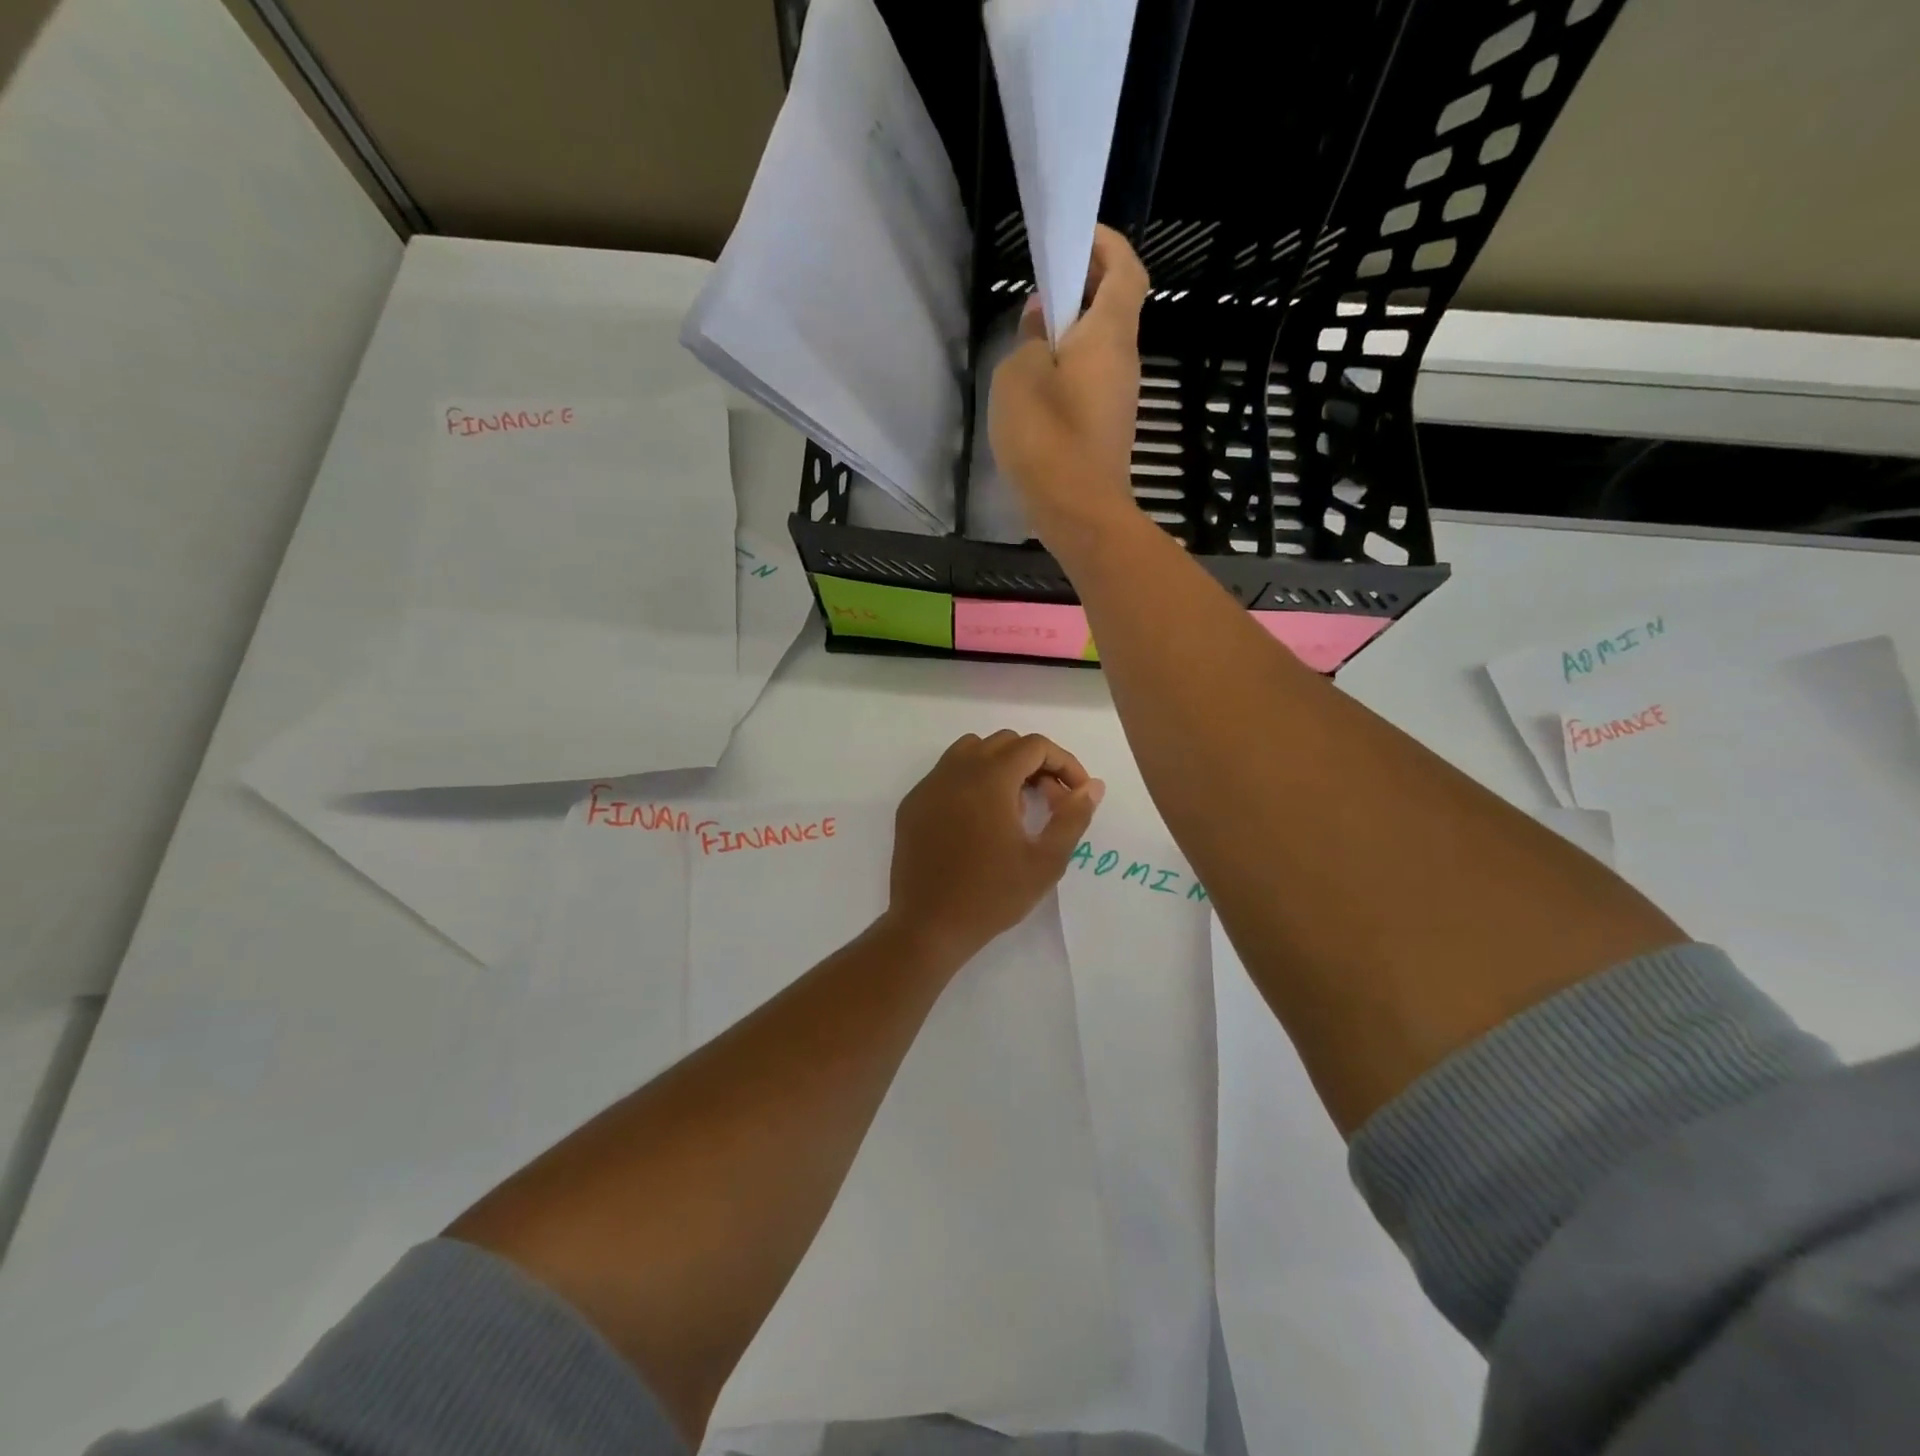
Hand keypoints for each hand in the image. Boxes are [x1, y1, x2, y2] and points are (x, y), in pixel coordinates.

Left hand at [886, 731, 1104, 965]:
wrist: (928, 926)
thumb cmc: (991, 896)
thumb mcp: (1045, 861)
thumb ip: (1072, 817)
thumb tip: (1092, 786)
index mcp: (989, 779)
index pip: (1034, 746)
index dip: (1064, 763)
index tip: (1075, 794)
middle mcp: (956, 771)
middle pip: (1004, 743)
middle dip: (1034, 764)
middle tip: (1049, 802)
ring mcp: (929, 785)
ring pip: (971, 750)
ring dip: (1001, 766)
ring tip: (1013, 808)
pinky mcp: (912, 804)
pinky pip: (946, 774)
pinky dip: (971, 781)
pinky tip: (978, 821)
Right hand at [988, 225, 1150, 553]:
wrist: (1079, 513)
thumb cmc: (1047, 438)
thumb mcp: (1019, 377)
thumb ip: (1030, 338)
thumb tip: (1043, 318)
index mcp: (1110, 334)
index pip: (1125, 269)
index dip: (1106, 244)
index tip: (1075, 235)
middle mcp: (1124, 360)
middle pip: (1114, 306)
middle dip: (1083, 285)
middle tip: (1042, 287)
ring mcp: (1119, 397)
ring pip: (1100, 346)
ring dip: (1072, 332)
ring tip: (1029, 338)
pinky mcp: (1107, 428)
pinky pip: (1092, 380)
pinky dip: (1070, 368)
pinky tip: (1037, 387)